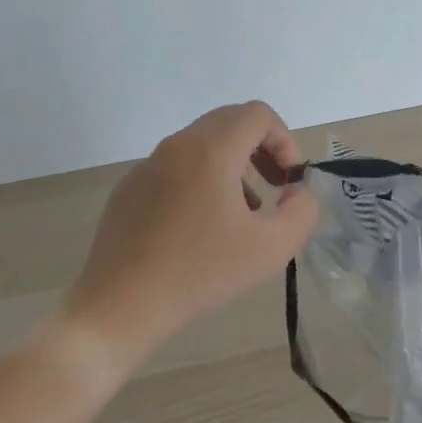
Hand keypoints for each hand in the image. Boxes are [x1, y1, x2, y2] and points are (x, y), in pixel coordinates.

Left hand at [52, 101, 318, 370]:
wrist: (119, 307)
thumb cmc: (200, 273)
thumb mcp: (272, 248)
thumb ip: (302, 210)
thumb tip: (296, 191)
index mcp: (210, 150)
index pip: (258, 115)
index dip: (285, 141)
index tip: (289, 182)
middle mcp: (176, 146)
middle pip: (229, 123)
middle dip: (262, 149)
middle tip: (276, 188)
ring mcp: (146, 167)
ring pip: (202, 145)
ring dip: (233, 166)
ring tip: (244, 213)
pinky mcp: (129, 190)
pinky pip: (176, 169)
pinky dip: (201, 181)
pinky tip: (202, 230)